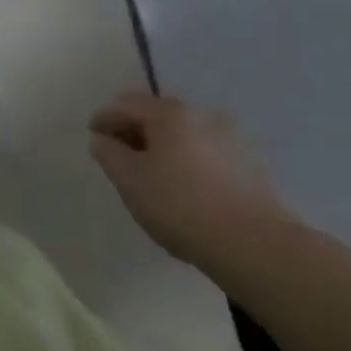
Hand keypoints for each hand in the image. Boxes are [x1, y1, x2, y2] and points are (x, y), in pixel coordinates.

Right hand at [89, 92, 292, 265]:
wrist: (257, 247)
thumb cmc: (182, 206)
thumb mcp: (130, 181)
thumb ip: (108, 154)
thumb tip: (102, 139)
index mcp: (170, 113)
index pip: (125, 103)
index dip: (104, 118)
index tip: (93, 137)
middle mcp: (201, 115)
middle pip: (156, 115)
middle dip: (134, 131)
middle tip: (119, 156)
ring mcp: (229, 139)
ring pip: (183, 135)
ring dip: (162, 147)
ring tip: (152, 175)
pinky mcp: (249, 166)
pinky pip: (205, 154)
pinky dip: (187, 161)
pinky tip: (184, 188)